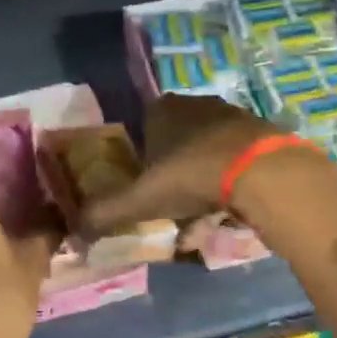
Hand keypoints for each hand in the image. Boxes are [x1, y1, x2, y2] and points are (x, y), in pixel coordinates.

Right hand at [81, 94, 279, 229]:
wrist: (262, 172)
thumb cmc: (192, 176)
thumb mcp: (140, 199)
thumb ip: (105, 213)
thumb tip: (73, 233)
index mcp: (163, 109)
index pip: (143, 129)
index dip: (142, 161)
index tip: (145, 191)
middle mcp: (197, 104)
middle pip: (176, 142)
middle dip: (172, 176)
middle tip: (171, 208)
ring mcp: (233, 116)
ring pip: (207, 153)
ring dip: (201, 183)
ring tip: (201, 219)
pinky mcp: (261, 133)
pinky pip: (236, 161)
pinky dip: (229, 184)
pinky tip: (228, 212)